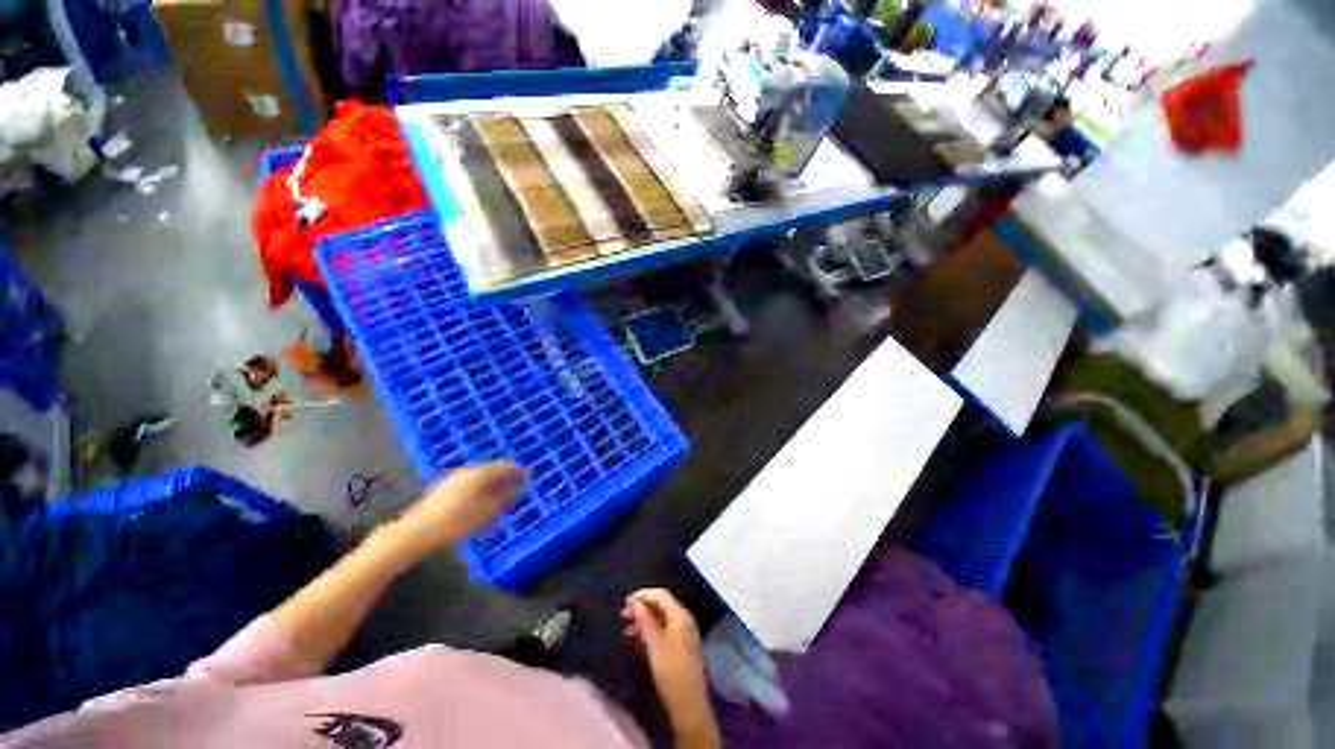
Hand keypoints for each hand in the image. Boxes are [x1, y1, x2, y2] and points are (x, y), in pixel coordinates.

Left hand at [391, 462, 525, 554]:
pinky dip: (480, 492)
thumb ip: (504, 498)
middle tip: (517, 490)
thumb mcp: (485, 512)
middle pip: (493, 471)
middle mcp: (467, 471)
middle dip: (506, 479)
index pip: (506, 466)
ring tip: (501, 501)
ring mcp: (453, 479)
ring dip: (493, 487)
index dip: (519, 471)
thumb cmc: (454, 523)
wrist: (413, 534)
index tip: (530, 477)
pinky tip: (481, 506)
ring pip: (481, 479)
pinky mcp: (443, 490)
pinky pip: (470, 486)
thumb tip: (517, 488)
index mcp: (480, 473)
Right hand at [623, 589, 718, 747]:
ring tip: (627, 629)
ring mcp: (684, 634)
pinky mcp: (682, 647)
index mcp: (681, 615)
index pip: (661, 595)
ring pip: (662, 618)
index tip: (625, 603)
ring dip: (645, 620)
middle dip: (642, 607)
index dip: (643, 595)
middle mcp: (684, 620)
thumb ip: (646, 621)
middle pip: (662, 605)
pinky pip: (664, 630)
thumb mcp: (655, 644)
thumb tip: (637, 603)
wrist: (688, 704)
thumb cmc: (670, 671)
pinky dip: (651, 631)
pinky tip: (638, 640)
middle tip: (623, 616)